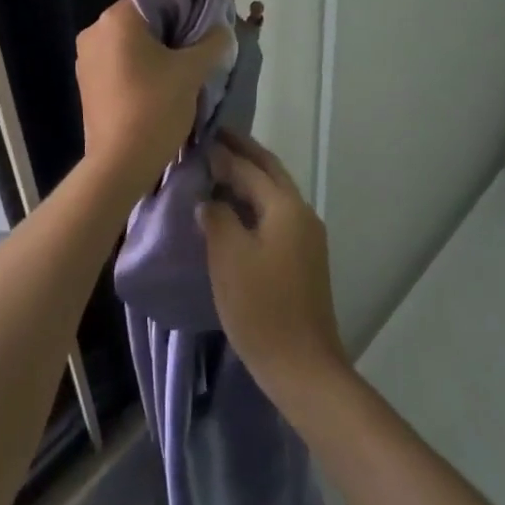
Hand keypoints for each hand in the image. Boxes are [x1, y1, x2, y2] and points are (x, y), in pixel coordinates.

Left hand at [75, 0, 228, 195]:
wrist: (119, 166)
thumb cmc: (154, 108)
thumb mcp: (192, 72)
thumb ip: (212, 43)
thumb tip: (222, 31)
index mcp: (115, 19)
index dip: (183, 8)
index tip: (203, 26)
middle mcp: (94, 31)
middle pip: (142, 21)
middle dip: (170, 33)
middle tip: (198, 50)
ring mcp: (85, 59)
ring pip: (130, 44)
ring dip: (155, 54)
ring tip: (181, 73)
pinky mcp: (86, 84)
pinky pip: (119, 65)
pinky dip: (139, 70)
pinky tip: (159, 89)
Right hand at [198, 131, 348, 405]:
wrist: (303, 366)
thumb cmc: (261, 307)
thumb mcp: (229, 257)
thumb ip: (217, 217)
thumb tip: (208, 199)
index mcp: (285, 206)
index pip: (250, 167)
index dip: (223, 152)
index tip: (197, 138)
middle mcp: (301, 211)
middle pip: (270, 171)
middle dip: (244, 152)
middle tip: (214, 138)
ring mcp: (306, 235)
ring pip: (274, 192)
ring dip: (249, 176)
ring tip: (218, 169)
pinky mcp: (303, 257)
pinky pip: (276, 213)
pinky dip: (255, 201)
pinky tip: (234, 209)